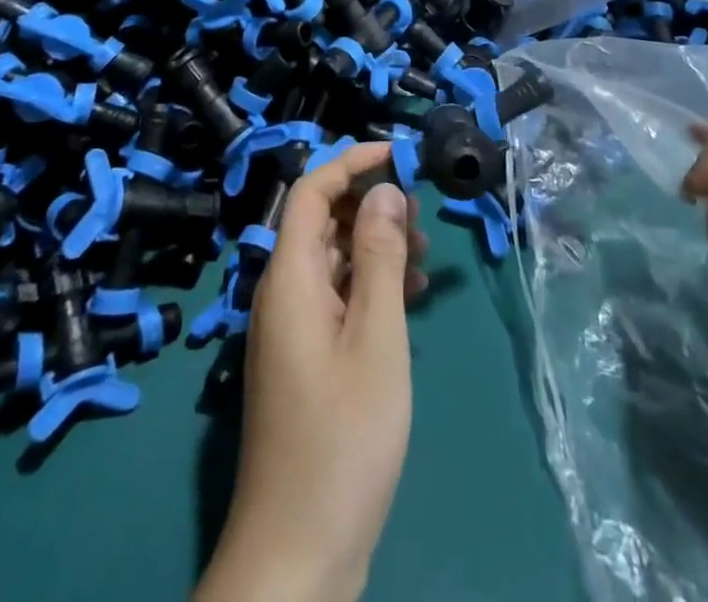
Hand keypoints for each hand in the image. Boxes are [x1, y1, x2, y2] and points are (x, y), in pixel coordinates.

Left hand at [195, 143, 427, 601]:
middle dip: (369, 203)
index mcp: (289, 278)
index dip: (352, 161)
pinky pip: (336, 296)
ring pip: (331, 258)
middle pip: (321, 220)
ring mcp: (291, 328)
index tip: (400, 154)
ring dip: (375, 244)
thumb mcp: (376, 338)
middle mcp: (282, 293)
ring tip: (425, 252)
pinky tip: (411, 297)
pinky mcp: (305, 358)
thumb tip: (384, 190)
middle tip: (421, 212)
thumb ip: (379, 258)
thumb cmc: (343, 436)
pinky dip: (371, 284)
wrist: (298, 553)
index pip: (310, 190)